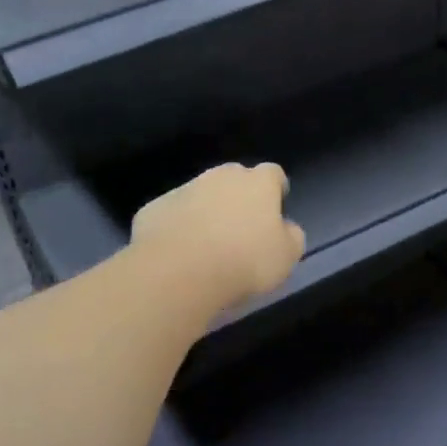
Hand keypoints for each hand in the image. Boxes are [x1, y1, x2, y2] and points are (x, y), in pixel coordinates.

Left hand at [130, 162, 304, 313]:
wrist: (178, 271)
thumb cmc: (244, 261)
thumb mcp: (286, 256)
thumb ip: (291, 236)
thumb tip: (286, 228)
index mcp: (257, 183)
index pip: (273, 173)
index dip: (276, 189)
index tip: (276, 206)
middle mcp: (220, 176)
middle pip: (234, 178)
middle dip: (239, 197)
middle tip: (241, 228)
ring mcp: (184, 189)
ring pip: (201, 194)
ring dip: (207, 211)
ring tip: (208, 244)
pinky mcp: (155, 208)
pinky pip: (173, 214)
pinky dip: (178, 227)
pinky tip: (179, 253)